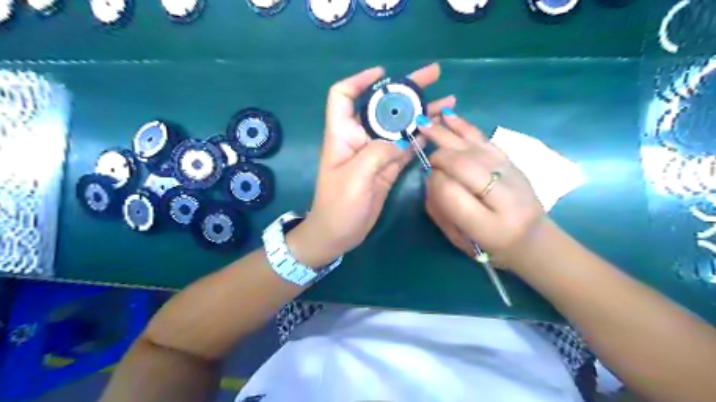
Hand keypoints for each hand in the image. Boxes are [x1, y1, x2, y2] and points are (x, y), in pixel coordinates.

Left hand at [287, 65, 454, 267]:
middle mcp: (361, 138)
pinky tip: (438, 130)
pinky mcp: (387, 168)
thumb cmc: (338, 205)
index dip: (360, 80)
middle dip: (406, 91)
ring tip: (447, 103)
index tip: (384, 74)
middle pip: (382, 106)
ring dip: (421, 114)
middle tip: (435, 76)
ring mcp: (376, 153)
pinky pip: (406, 148)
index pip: (344, 96)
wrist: (339, 234)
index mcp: (343, 134)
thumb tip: (403, 140)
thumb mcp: (355, 177)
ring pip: (399, 126)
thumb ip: (378, 153)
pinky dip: (421, 138)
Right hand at [421, 108, 542, 269]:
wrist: (533, 240)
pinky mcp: (513, 162)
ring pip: (473, 148)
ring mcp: (512, 175)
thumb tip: (432, 175)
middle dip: (440, 157)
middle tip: (428, 157)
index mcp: (488, 226)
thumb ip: (441, 209)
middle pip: (463, 164)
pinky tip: (448, 117)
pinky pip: (485, 140)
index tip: (431, 180)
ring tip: (426, 122)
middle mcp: (504, 197)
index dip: (434, 180)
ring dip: (446, 134)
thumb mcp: (459, 239)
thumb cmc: (490, 246)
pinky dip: (464, 127)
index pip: (449, 191)